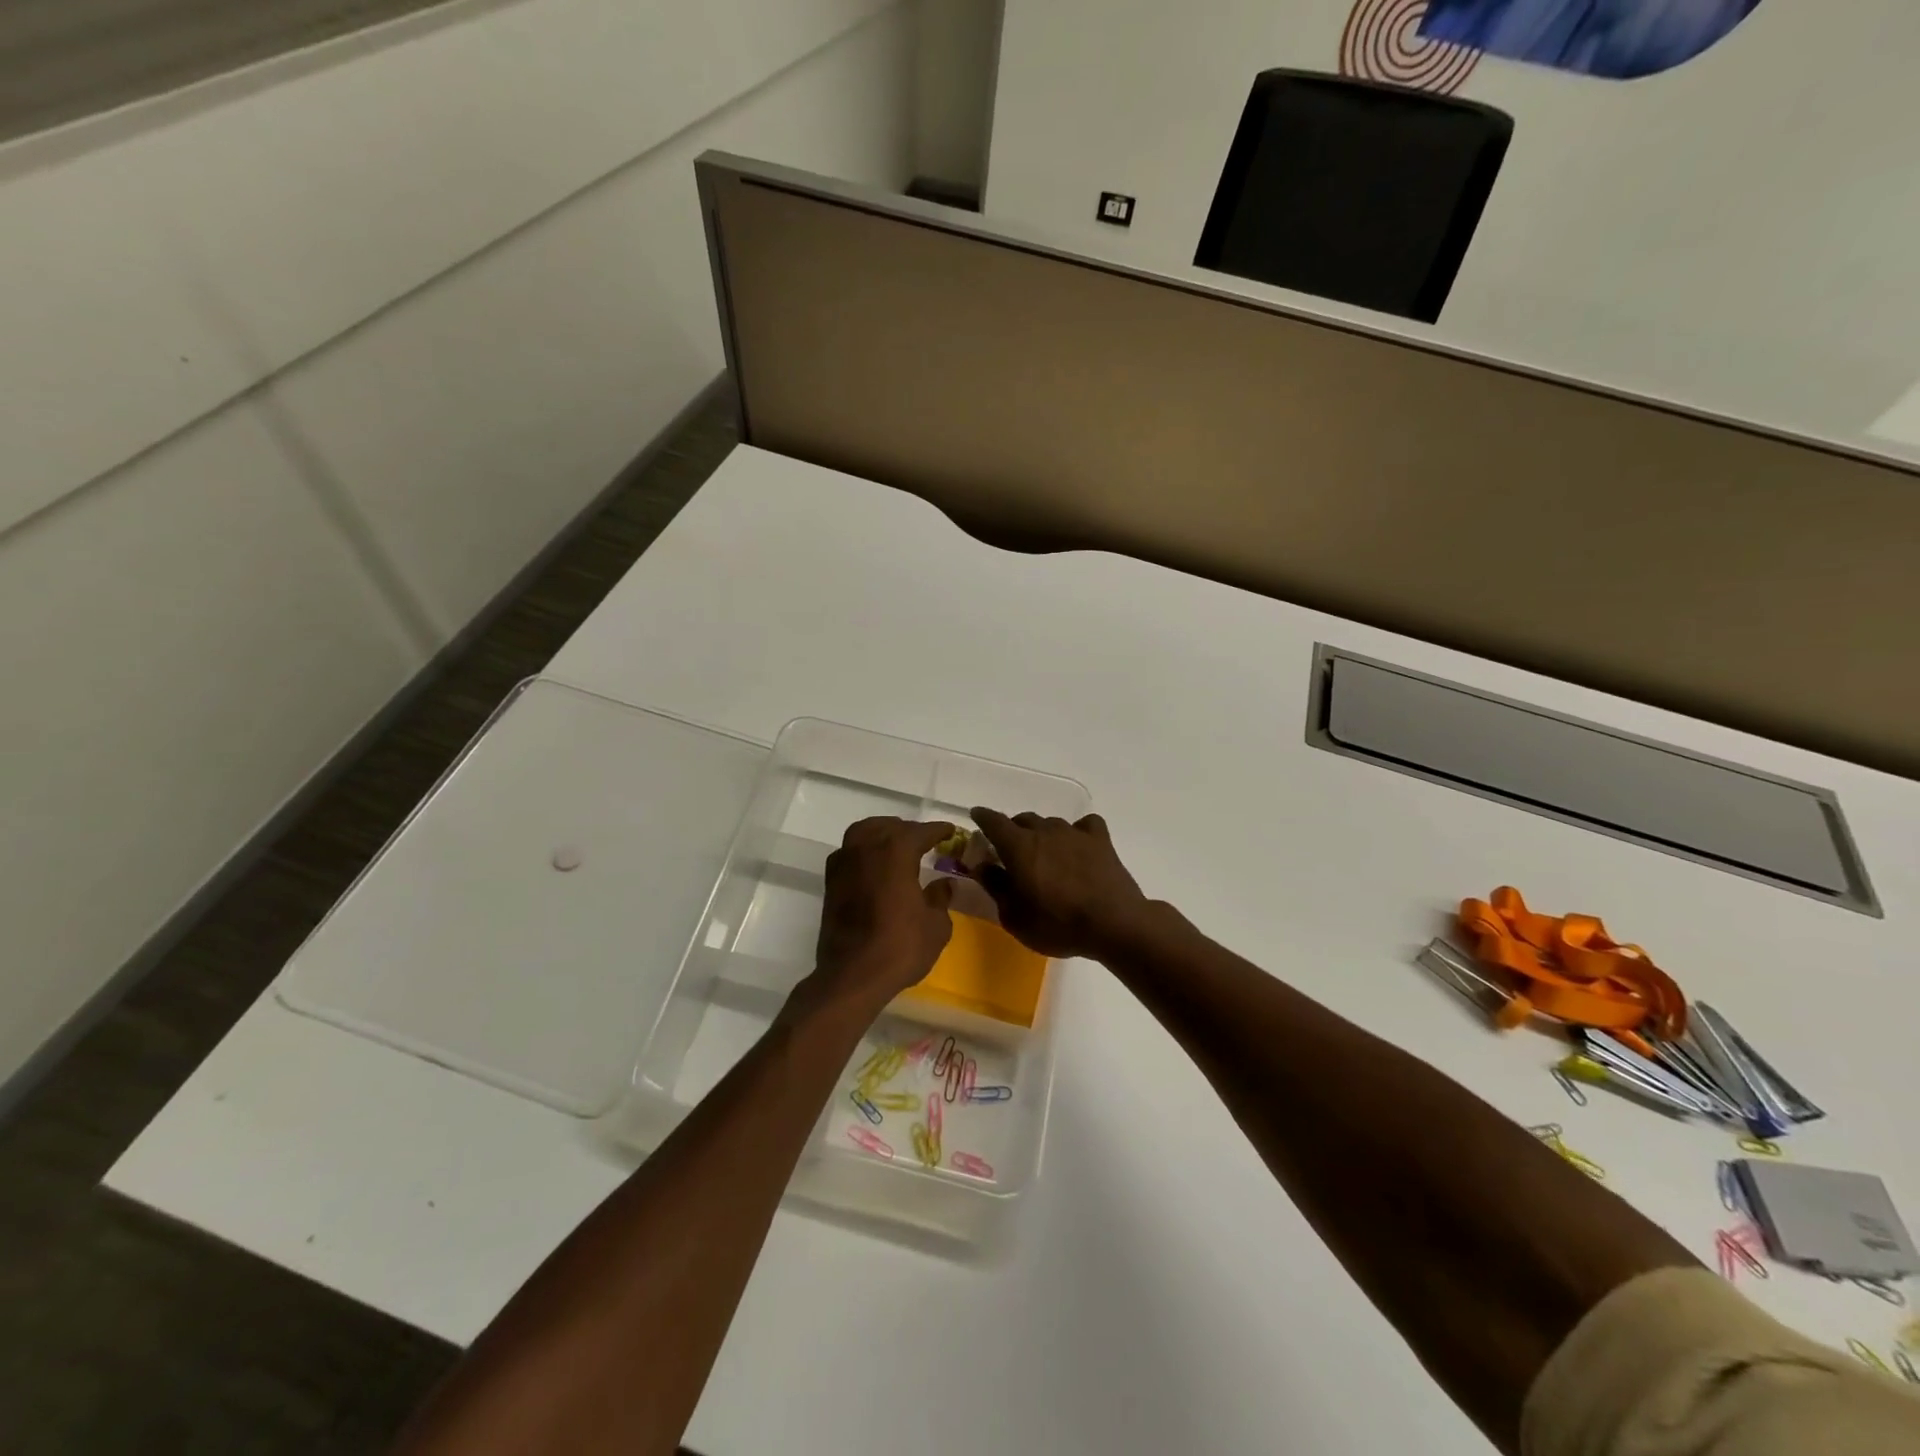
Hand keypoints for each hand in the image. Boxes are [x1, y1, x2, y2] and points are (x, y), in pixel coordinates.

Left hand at [808, 818, 957, 1014]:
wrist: (853, 976)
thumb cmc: (900, 947)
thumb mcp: (936, 925)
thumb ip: (941, 897)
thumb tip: (944, 883)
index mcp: (896, 850)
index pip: (921, 831)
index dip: (939, 831)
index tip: (950, 832)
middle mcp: (867, 848)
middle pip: (890, 827)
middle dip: (909, 831)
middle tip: (926, 842)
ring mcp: (844, 863)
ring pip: (864, 833)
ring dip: (882, 834)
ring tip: (897, 847)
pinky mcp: (831, 882)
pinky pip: (849, 852)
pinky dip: (863, 851)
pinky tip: (874, 866)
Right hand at [970, 808, 1152, 960]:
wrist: (1113, 924)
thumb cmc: (1057, 924)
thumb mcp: (1014, 916)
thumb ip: (996, 886)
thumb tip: (982, 865)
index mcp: (1019, 847)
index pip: (994, 822)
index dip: (983, 817)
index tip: (977, 816)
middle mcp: (1045, 831)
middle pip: (1023, 820)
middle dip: (1013, 830)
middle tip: (1011, 850)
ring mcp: (1075, 833)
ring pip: (1051, 823)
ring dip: (1043, 834)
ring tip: (1046, 853)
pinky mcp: (1101, 840)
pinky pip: (1085, 826)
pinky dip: (1078, 832)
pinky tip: (1079, 846)